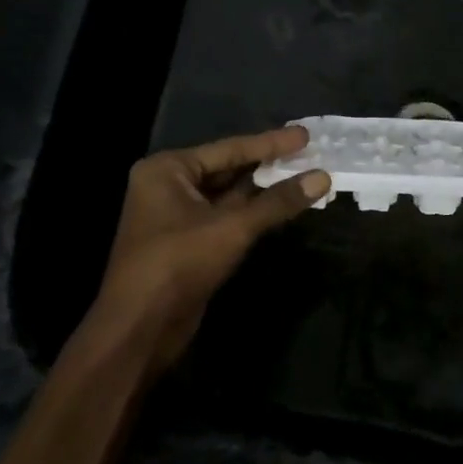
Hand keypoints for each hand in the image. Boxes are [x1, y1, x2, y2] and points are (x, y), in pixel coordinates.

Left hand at [73, 127, 330, 374]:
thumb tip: (322, 177)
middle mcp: (169, 186)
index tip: (306, 134)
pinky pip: (227, 217)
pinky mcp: (188, 243)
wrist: (140, 329)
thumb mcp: (232, 227)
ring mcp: (177, 216)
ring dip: (265, 190)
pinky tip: (284, 206)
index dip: (271, 143)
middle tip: (310, 153)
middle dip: (269, 164)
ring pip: (230, 195)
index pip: (229, 148)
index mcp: (168, 169)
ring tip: (306, 175)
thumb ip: (277, 201)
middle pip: (229, 168)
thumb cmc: (178, 264)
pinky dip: (255, 212)